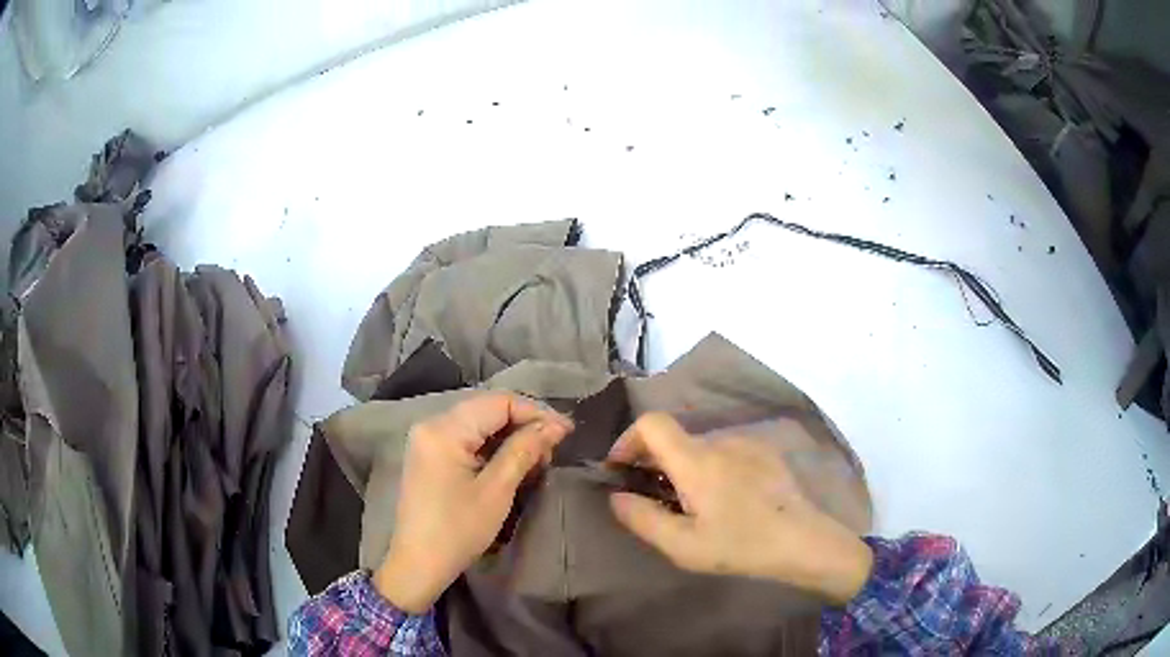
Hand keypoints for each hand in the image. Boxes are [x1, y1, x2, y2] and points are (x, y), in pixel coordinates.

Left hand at [374, 393, 572, 612]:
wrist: (419, 563)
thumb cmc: (458, 529)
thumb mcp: (497, 490)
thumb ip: (525, 450)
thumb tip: (556, 425)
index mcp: (444, 429)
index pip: (498, 402)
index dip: (535, 412)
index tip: (567, 432)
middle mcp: (431, 424)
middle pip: (487, 409)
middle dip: (524, 424)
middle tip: (554, 448)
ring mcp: (427, 439)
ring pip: (478, 423)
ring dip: (510, 436)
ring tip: (538, 459)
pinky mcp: (429, 455)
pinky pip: (466, 438)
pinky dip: (492, 447)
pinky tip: (512, 463)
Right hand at [607, 413, 872, 604]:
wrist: (802, 540)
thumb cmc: (740, 545)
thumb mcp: (683, 546)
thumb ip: (642, 518)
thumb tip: (616, 496)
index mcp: (696, 460)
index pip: (651, 423)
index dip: (628, 440)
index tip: (622, 469)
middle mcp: (719, 440)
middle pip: (674, 437)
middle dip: (654, 462)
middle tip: (654, 499)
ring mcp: (746, 443)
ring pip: (699, 446)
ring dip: (684, 468)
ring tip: (693, 505)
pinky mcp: (765, 451)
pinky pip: (725, 451)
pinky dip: (711, 468)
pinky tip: (726, 500)